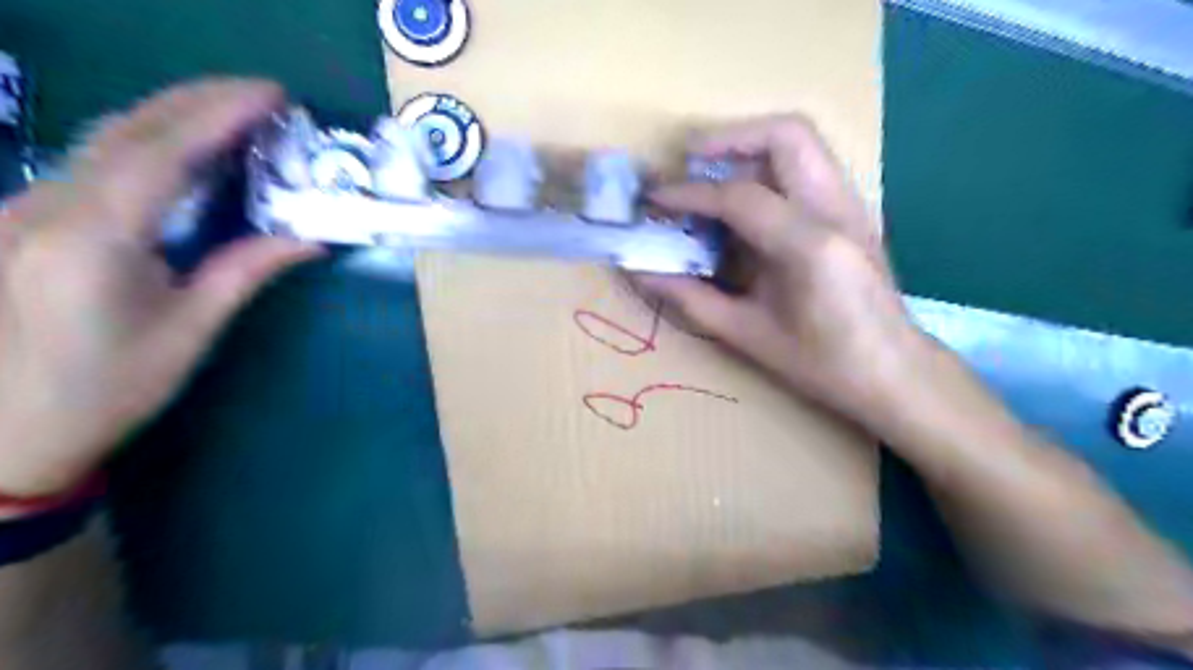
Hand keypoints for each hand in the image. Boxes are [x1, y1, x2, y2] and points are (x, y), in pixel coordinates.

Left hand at [0, 77, 320, 497]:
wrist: (6, 432)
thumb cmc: (107, 389)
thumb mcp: (190, 332)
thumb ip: (245, 272)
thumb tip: (309, 239)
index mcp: (93, 238)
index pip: (162, 153)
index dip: (219, 115)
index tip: (272, 96)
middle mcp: (49, 206)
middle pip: (130, 130)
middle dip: (200, 101)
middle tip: (265, 94)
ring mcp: (29, 207)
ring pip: (108, 139)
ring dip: (177, 116)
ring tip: (237, 111)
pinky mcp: (30, 216)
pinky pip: (98, 162)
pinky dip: (152, 141)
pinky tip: (187, 145)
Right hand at [643, 114, 930, 423]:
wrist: (894, 371)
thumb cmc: (821, 364)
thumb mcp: (747, 335)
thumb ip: (690, 298)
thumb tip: (641, 271)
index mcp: (809, 247)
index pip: (739, 196)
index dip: (687, 193)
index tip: (654, 199)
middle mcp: (837, 210)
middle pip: (786, 134)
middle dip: (729, 138)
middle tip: (689, 162)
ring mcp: (852, 204)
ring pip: (802, 140)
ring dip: (749, 146)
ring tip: (711, 175)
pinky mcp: (853, 209)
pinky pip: (807, 164)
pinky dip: (768, 167)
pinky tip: (745, 201)